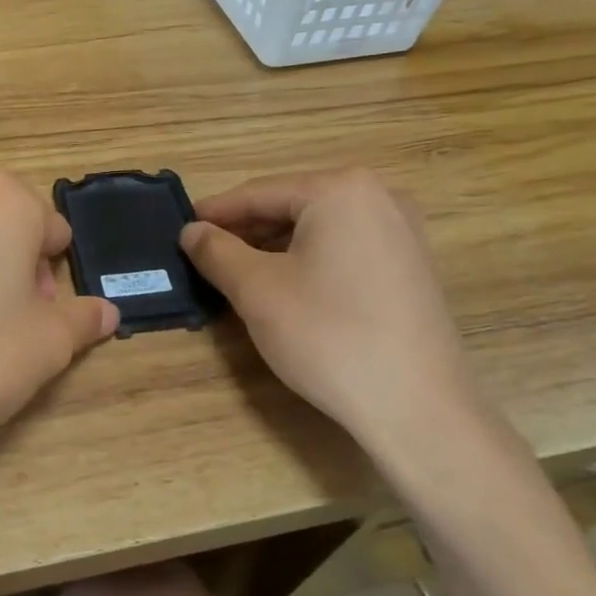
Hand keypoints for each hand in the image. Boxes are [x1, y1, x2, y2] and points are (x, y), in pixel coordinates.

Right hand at [180, 168, 481, 465]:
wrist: (416, 406)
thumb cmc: (328, 335)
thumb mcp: (257, 290)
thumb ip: (216, 251)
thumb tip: (191, 231)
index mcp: (341, 190)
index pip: (259, 193)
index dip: (214, 213)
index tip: (180, 229)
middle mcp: (380, 197)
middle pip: (292, 206)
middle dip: (246, 231)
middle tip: (204, 255)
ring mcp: (403, 232)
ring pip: (319, 229)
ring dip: (274, 248)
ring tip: (237, 274)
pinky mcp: (411, 267)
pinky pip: (345, 250)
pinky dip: (309, 261)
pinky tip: (286, 288)